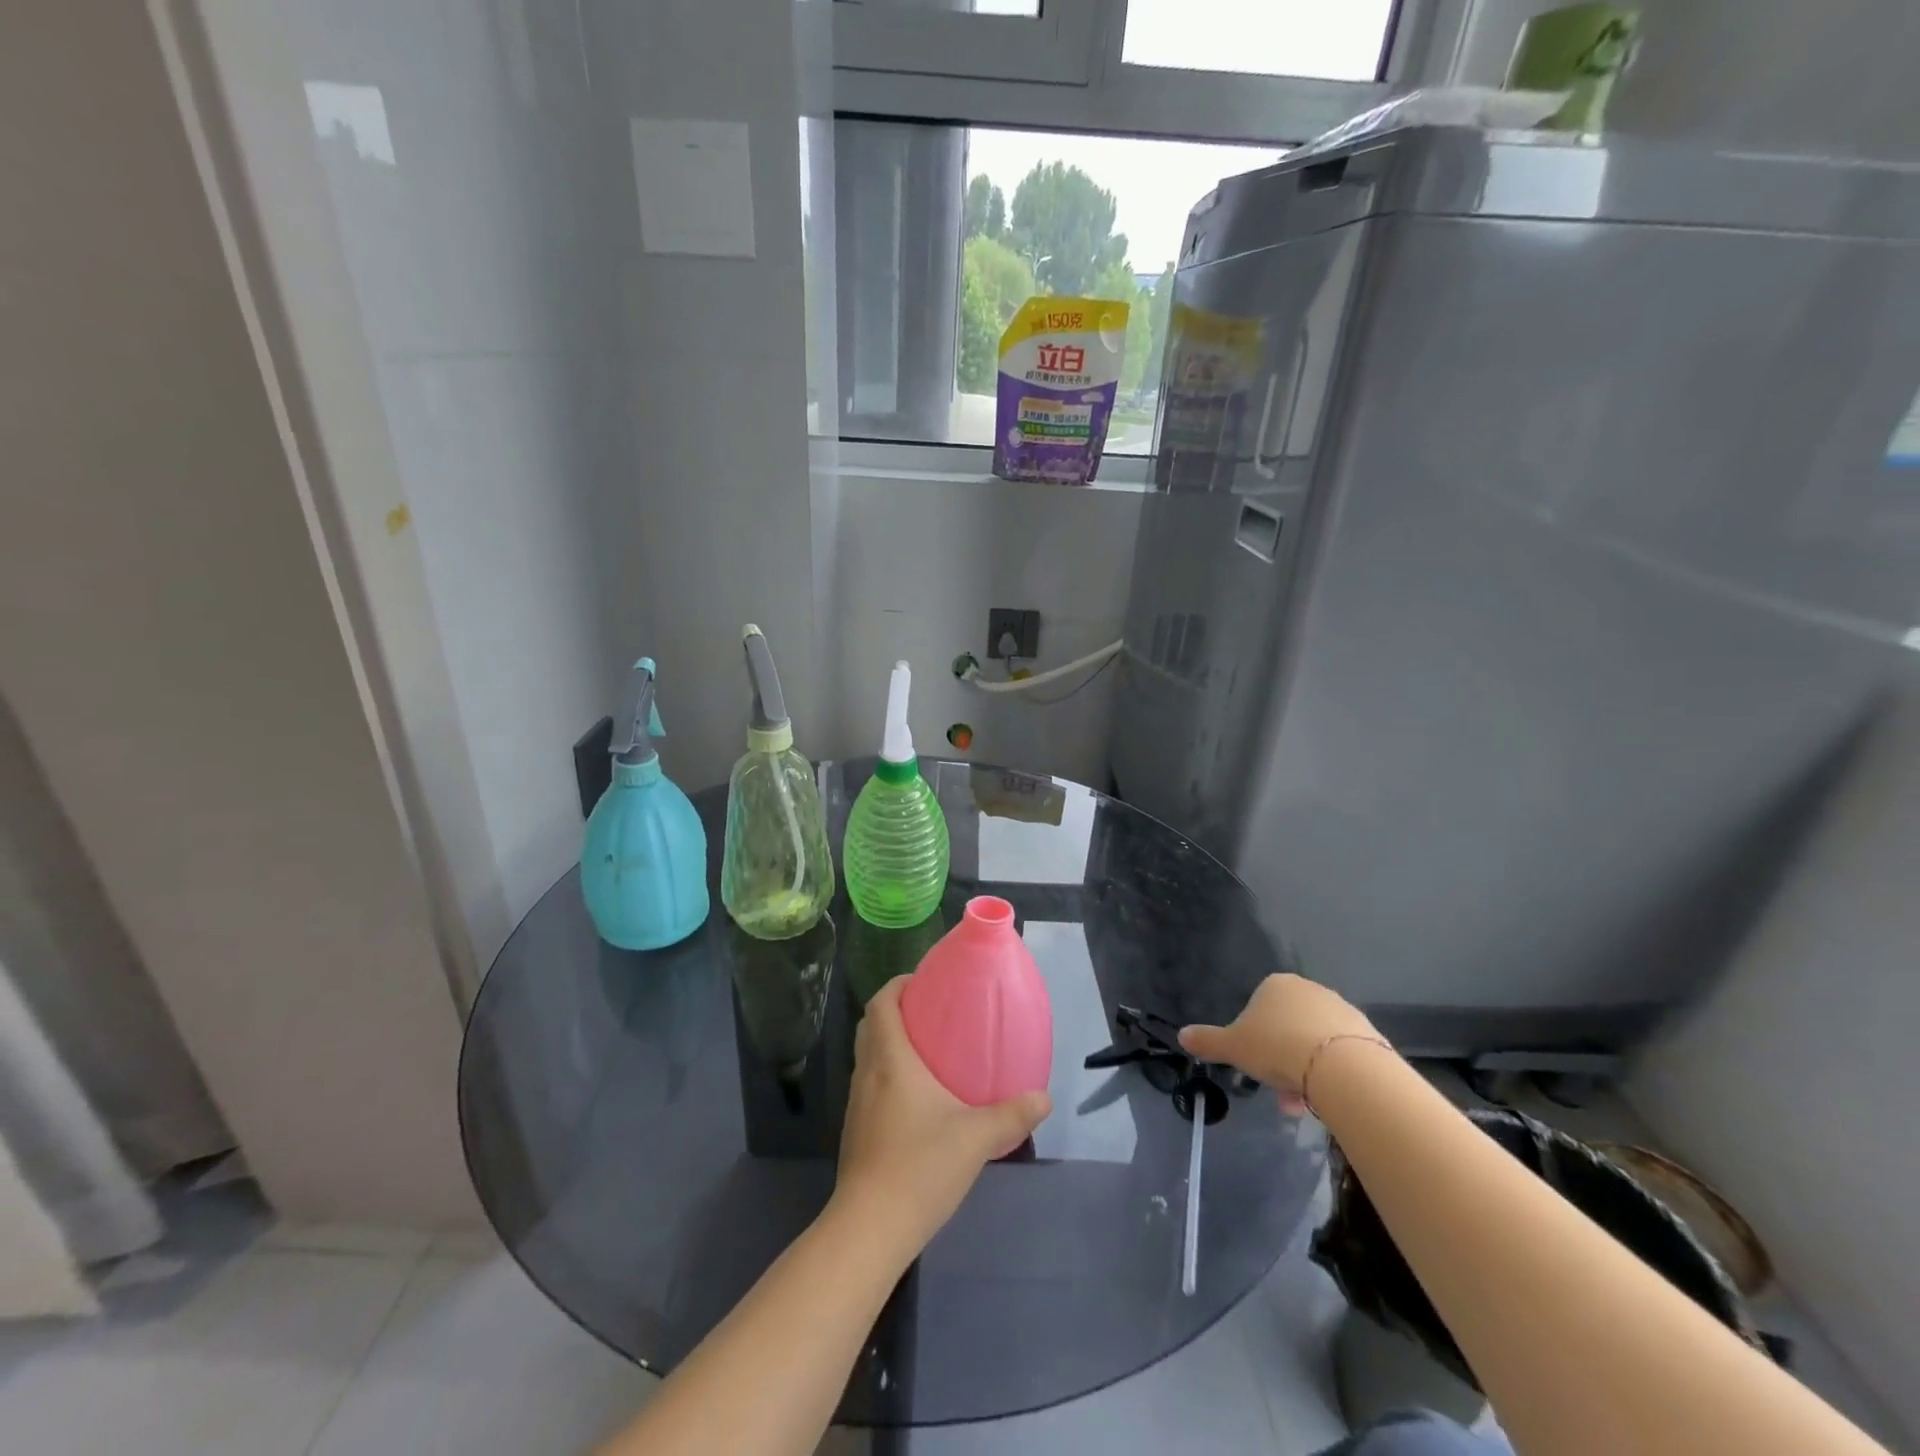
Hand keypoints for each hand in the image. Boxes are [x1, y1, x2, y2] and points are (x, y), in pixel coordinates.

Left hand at [831, 977, 1051, 1261]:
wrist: (870, 1228)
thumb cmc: (919, 1166)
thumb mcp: (976, 1137)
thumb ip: (1012, 1114)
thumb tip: (1043, 1097)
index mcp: (890, 1059)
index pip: (882, 1002)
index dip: (899, 985)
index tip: (926, 982)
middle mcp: (868, 1073)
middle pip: (872, 1025)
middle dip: (897, 1011)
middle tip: (934, 1014)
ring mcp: (858, 1103)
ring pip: (869, 1056)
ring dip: (892, 1044)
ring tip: (931, 1051)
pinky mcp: (857, 1130)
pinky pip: (871, 1084)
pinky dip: (889, 1074)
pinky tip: (919, 1099)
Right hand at [1179, 974, 1383, 1109]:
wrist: (1342, 1066)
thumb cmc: (1277, 1047)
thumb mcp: (1233, 1047)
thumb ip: (1207, 1041)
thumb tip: (1182, 1035)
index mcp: (1275, 985)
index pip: (1258, 1008)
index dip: (1253, 1040)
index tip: (1254, 1066)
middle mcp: (1309, 989)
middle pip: (1287, 1028)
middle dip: (1280, 1060)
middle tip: (1278, 1091)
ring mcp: (1340, 1009)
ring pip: (1313, 1043)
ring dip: (1304, 1071)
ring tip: (1302, 1104)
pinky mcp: (1367, 1033)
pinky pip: (1339, 1054)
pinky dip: (1330, 1073)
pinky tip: (1326, 1098)